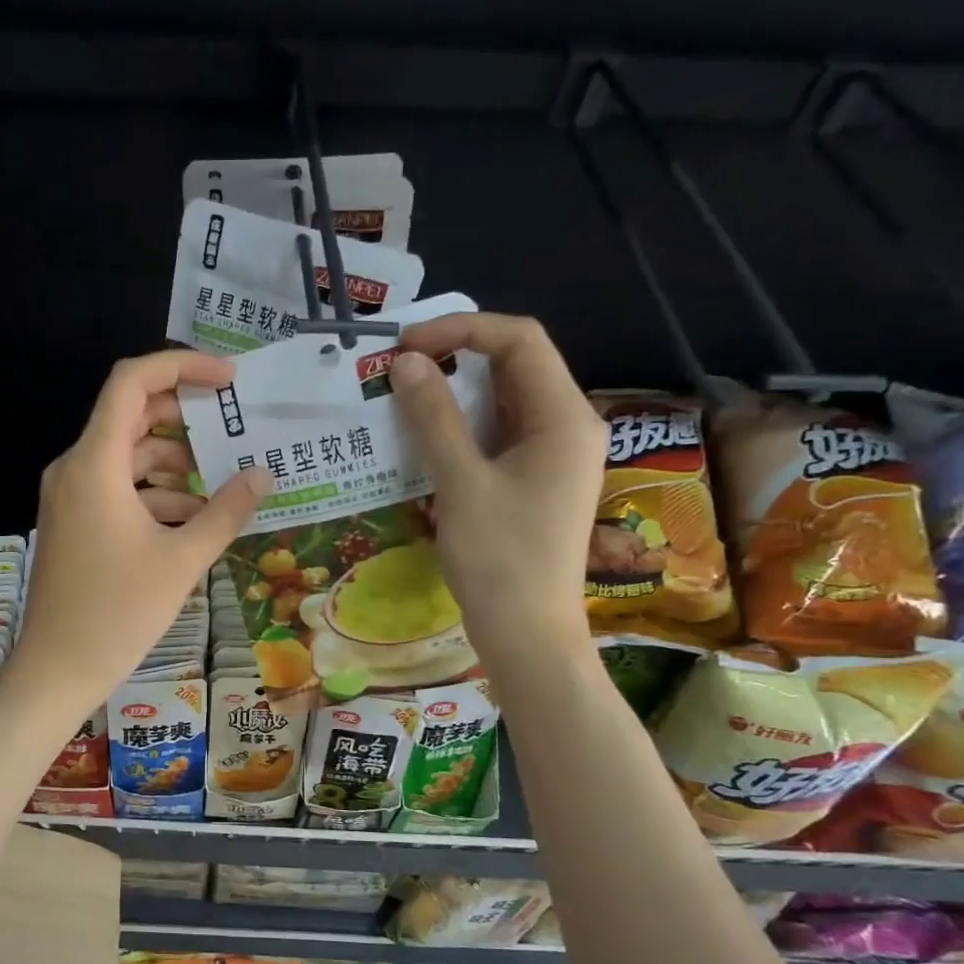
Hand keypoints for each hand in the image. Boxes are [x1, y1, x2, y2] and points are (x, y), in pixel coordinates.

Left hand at [11, 350, 270, 716]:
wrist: (58, 668)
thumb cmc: (118, 612)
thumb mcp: (182, 559)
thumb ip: (226, 511)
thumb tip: (263, 474)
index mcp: (94, 463)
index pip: (132, 382)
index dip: (181, 367)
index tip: (227, 381)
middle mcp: (75, 468)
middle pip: (131, 416)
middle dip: (185, 418)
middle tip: (232, 429)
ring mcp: (70, 496)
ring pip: (127, 456)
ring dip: (174, 464)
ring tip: (222, 484)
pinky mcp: (73, 521)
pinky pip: (117, 488)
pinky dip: (154, 494)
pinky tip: (193, 520)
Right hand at [389, 314, 605, 658]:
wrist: (526, 634)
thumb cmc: (499, 559)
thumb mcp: (461, 482)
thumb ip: (433, 417)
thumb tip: (405, 362)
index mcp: (564, 417)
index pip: (519, 340)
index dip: (462, 329)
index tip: (406, 345)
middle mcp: (567, 425)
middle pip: (513, 366)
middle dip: (454, 357)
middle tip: (396, 369)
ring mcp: (552, 455)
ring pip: (501, 401)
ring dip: (453, 393)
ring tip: (401, 397)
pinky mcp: (534, 479)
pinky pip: (497, 435)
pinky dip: (460, 427)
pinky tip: (422, 436)